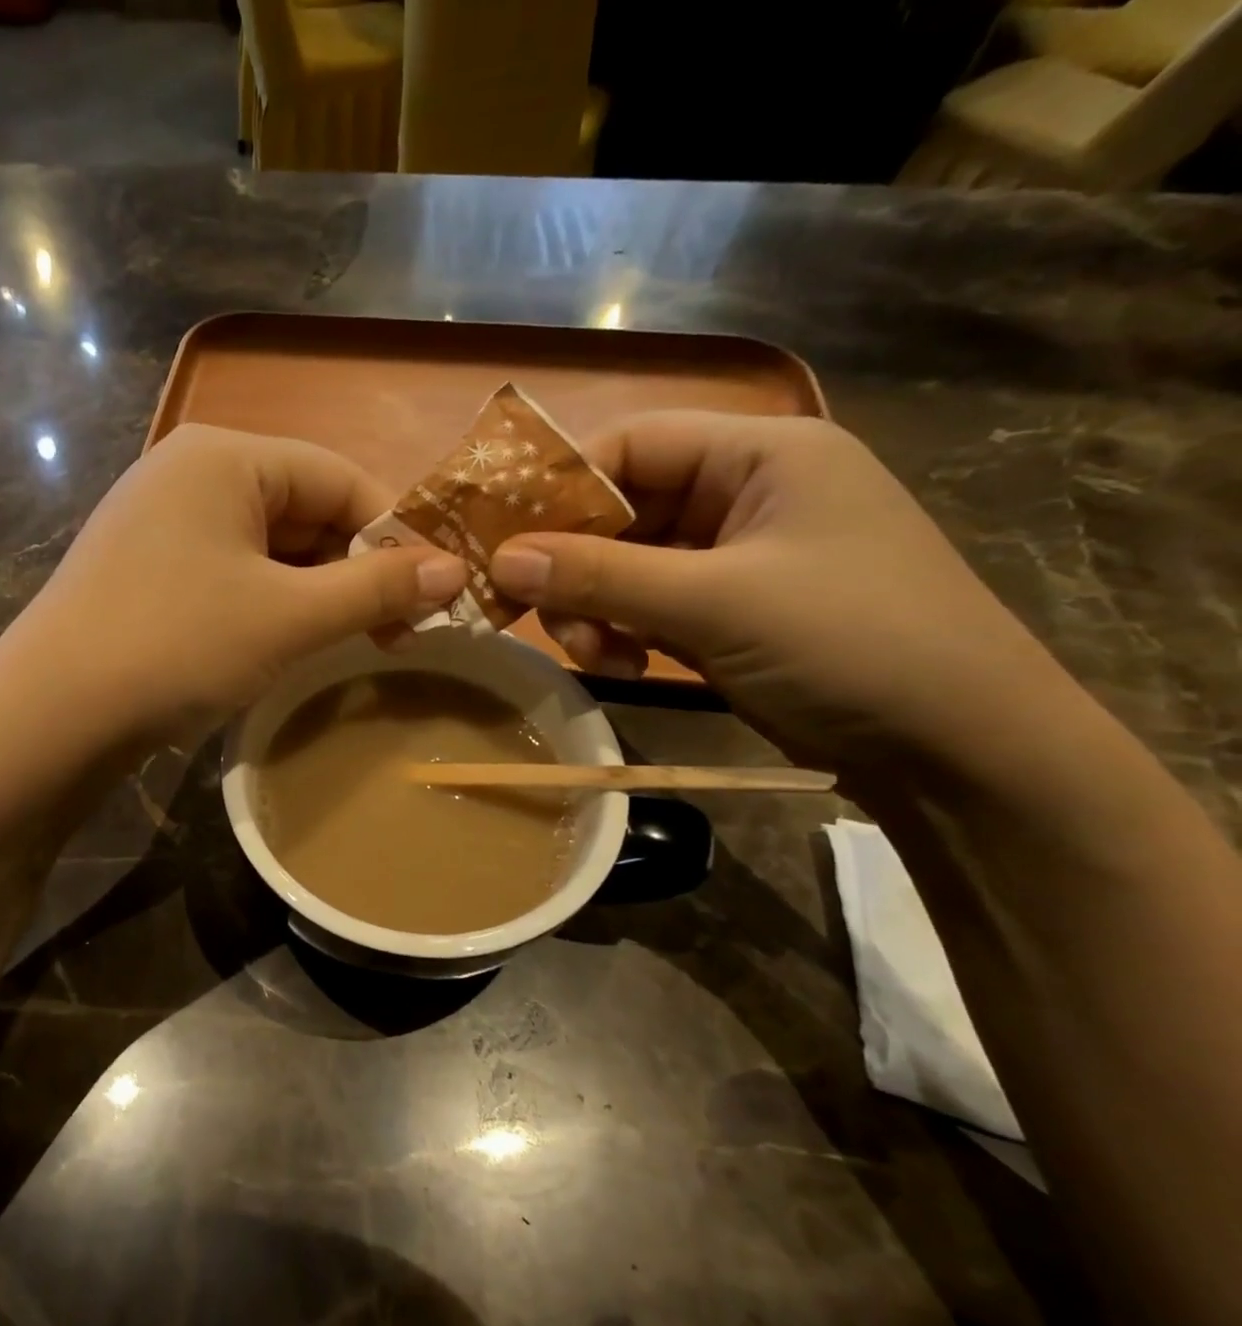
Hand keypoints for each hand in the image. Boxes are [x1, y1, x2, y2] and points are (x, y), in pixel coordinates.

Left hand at [10, 425, 466, 737]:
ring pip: (268, 548)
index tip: (432, 594)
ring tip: (352, 643)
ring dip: (317, 592)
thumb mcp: (288, 617)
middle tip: (398, 632)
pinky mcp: (146, 570)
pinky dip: (271, 604)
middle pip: (303, 510)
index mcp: (225, 457)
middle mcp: (189, 473)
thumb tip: (454, 571)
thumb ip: (374, 589)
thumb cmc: (178, 646)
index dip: (394, 535)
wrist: (51, 715)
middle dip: (355, 570)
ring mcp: (161, 522)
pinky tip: (289, 642)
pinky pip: (231, 573)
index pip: (340, 477)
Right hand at [488, 412, 1068, 768]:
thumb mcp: (715, 603)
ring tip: (594, 655)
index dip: (561, 488)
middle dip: (576, 564)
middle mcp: (745, 492)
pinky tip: (622, 667)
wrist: (956, 750)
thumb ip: (601, 576)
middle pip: (622, 508)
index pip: (631, 444)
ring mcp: (736, 556)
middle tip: (537, 615)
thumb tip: (499, 560)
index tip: (504, 543)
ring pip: (628, 564)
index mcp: (761, 454)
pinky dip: (623, 631)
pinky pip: (649, 604)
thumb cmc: (849, 645)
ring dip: (596, 606)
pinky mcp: (728, 611)